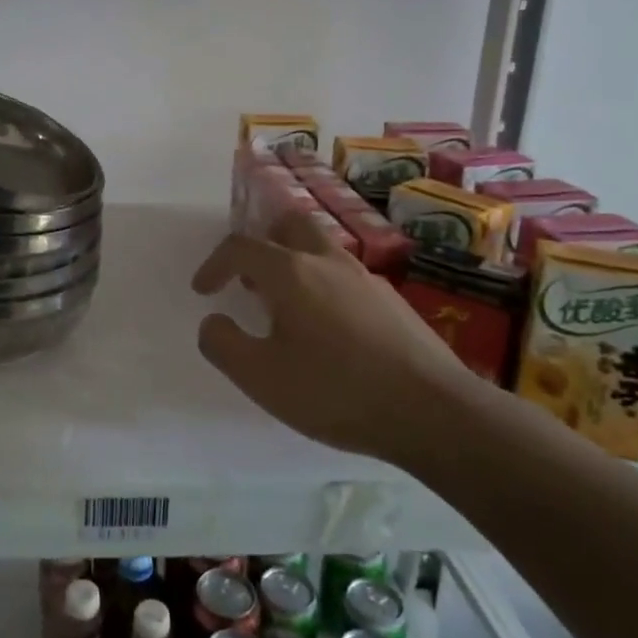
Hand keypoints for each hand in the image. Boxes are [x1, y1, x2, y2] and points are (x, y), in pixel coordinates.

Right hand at [191, 212, 479, 465]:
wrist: (433, 411)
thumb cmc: (336, 391)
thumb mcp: (261, 378)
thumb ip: (223, 344)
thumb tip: (213, 321)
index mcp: (291, 273)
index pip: (241, 247)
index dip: (214, 264)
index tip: (204, 291)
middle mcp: (329, 262)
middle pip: (289, 225)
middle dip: (262, 243)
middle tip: (249, 278)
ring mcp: (366, 279)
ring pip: (321, 249)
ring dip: (294, 265)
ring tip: (284, 308)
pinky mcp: (393, 301)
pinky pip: (345, 278)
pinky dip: (323, 287)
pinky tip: (329, 332)